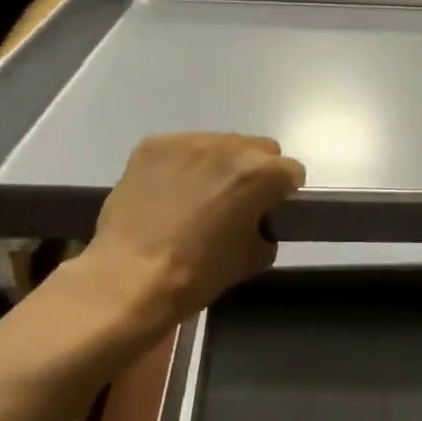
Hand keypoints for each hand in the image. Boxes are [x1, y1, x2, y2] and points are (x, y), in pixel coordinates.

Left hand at [77, 132, 305, 324]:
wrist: (129, 279)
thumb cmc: (199, 273)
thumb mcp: (253, 259)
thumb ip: (267, 229)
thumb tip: (258, 222)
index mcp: (261, 173)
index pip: (292, 171)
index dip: (283, 193)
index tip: (268, 211)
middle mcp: (229, 146)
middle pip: (258, 149)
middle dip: (254, 172)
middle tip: (234, 202)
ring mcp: (188, 141)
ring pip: (219, 145)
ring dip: (217, 165)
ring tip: (195, 197)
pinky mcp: (153, 145)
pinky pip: (180, 149)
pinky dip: (180, 166)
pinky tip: (166, 193)